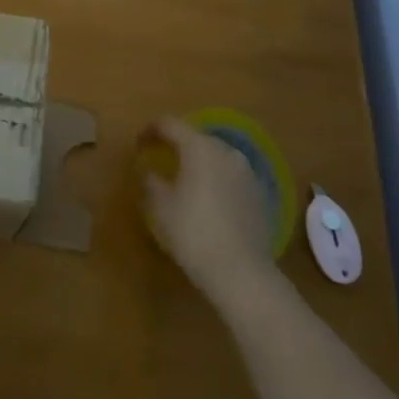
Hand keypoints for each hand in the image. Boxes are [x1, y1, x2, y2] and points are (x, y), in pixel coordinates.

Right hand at [143, 117, 279, 303]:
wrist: (243, 273)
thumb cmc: (194, 233)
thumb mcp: (161, 207)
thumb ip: (151, 181)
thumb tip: (150, 171)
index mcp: (199, 147)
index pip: (170, 124)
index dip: (150, 130)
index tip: (138, 144)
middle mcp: (226, 151)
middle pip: (196, 138)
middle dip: (177, 145)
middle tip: (160, 159)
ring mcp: (247, 172)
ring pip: (216, 156)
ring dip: (199, 162)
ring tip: (185, 180)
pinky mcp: (260, 193)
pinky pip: (231, 175)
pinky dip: (216, 179)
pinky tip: (209, 200)